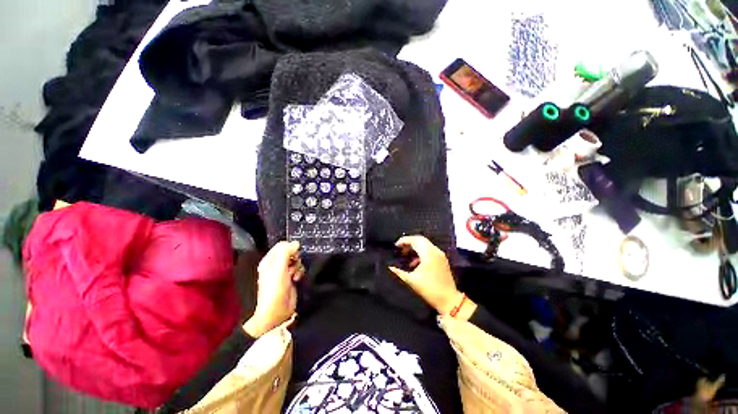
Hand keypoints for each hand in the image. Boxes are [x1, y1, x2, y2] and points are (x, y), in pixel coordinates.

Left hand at [244, 241, 303, 336]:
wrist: (276, 311)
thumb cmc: (274, 290)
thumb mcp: (279, 268)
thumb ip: (286, 253)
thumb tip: (296, 243)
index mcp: (269, 260)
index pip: (281, 245)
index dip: (290, 247)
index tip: (294, 254)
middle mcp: (276, 265)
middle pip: (291, 252)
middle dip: (295, 257)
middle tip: (292, 265)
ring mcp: (284, 272)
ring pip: (296, 260)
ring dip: (298, 266)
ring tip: (293, 275)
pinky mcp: (291, 278)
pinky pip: (299, 269)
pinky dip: (300, 272)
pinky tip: (297, 279)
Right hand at [389, 236, 473, 316]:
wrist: (449, 300)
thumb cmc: (429, 289)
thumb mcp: (411, 281)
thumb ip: (399, 272)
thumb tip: (389, 267)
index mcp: (428, 254)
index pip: (414, 240)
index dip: (404, 240)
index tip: (396, 245)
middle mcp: (435, 251)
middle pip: (420, 240)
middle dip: (409, 242)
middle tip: (400, 248)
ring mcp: (440, 255)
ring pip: (425, 244)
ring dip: (415, 247)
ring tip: (406, 255)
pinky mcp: (442, 259)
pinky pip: (430, 250)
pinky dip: (421, 252)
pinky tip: (415, 262)